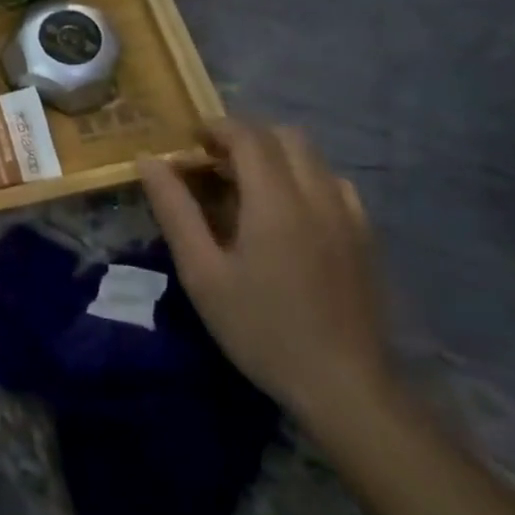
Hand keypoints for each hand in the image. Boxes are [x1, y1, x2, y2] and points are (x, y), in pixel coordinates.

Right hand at [139, 120, 391, 430]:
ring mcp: (350, 217)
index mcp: (276, 202)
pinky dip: (303, 180)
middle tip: (212, 163)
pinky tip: (285, 215)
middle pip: (286, 137)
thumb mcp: (201, 272)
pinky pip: (334, 185)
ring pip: (313, 159)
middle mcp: (319, 197)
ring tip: (244, 188)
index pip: (249, 136)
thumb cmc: (260, 328)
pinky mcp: (366, 239)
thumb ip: (175, 210)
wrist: (345, 386)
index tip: (188, 142)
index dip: (216, 128)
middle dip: (246, 137)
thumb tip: (148, 160)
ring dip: (275, 157)